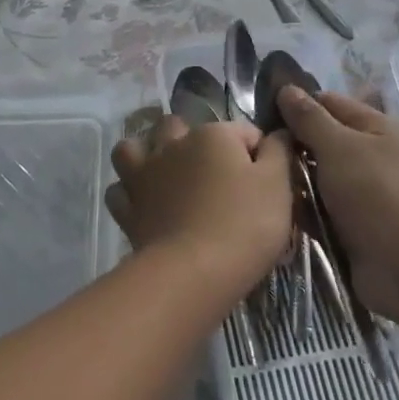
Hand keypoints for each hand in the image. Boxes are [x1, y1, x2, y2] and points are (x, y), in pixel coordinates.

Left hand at [107, 115, 293, 295]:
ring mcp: (144, 175)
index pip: (243, 131)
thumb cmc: (244, 224)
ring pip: (134, 149)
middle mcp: (172, 145)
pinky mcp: (128, 209)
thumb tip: (278, 134)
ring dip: (146, 154)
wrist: (193, 272)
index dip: (259, 153)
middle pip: (178, 127)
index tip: (267, 182)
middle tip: (213, 173)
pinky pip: (119, 190)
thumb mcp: (278, 185)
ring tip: (164, 174)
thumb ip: (279, 152)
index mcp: (212, 135)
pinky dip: (129, 193)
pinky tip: (144, 204)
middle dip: (193, 140)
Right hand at [277, 86, 398, 319]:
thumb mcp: (339, 146)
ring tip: (256, 183)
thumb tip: (286, 89)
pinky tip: (271, 211)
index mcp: (375, 129)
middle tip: (252, 151)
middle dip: (290, 147)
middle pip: (320, 143)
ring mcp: (361, 196)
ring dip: (292, 183)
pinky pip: (318, 212)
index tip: (258, 112)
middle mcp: (369, 158)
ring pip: (316, 180)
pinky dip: (300, 213)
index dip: (295, 104)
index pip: (328, 104)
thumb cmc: (378, 194)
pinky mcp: (352, 229)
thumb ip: (310, 119)